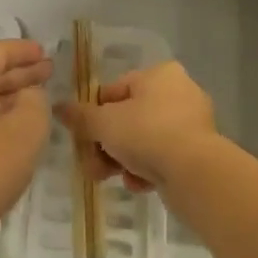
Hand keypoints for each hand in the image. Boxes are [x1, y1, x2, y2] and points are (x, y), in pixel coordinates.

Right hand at [56, 60, 218, 192]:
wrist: (194, 173)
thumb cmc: (146, 133)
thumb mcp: (104, 123)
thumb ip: (80, 116)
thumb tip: (59, 107)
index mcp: (160, 75)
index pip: (114, 91)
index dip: (94, 114)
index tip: (84, 136)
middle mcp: (180, 93)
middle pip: (128, 118)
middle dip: (107, 144)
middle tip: (93, 164)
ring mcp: (192, 123)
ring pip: (144, 141)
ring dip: (123, 159)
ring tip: (112, 177)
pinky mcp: (199, 152)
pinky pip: (163, 157)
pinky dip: (147, 170)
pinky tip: (138, 183)